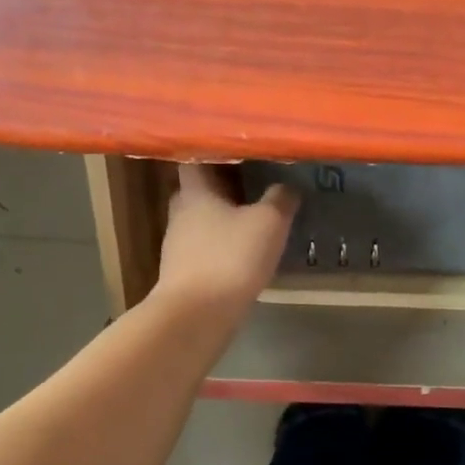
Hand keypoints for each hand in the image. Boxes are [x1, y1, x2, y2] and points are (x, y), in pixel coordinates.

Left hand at [152, 164, 297, 319]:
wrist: (196, 315)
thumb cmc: (230, 257)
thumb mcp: (268, 222)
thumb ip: (280, 199)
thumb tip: (286, 186)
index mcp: (195, 191)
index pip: (194, 158)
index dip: (213, 151)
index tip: (237, 149)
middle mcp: (180, 212)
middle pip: (198, 189)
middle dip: (221, 185)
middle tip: (250, 180)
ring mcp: (178, 244)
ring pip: (201, 219)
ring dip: (222, 216)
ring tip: (251, 214)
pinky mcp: (183, 271)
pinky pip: (204, 246)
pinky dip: (221, 243)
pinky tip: (241, 249)